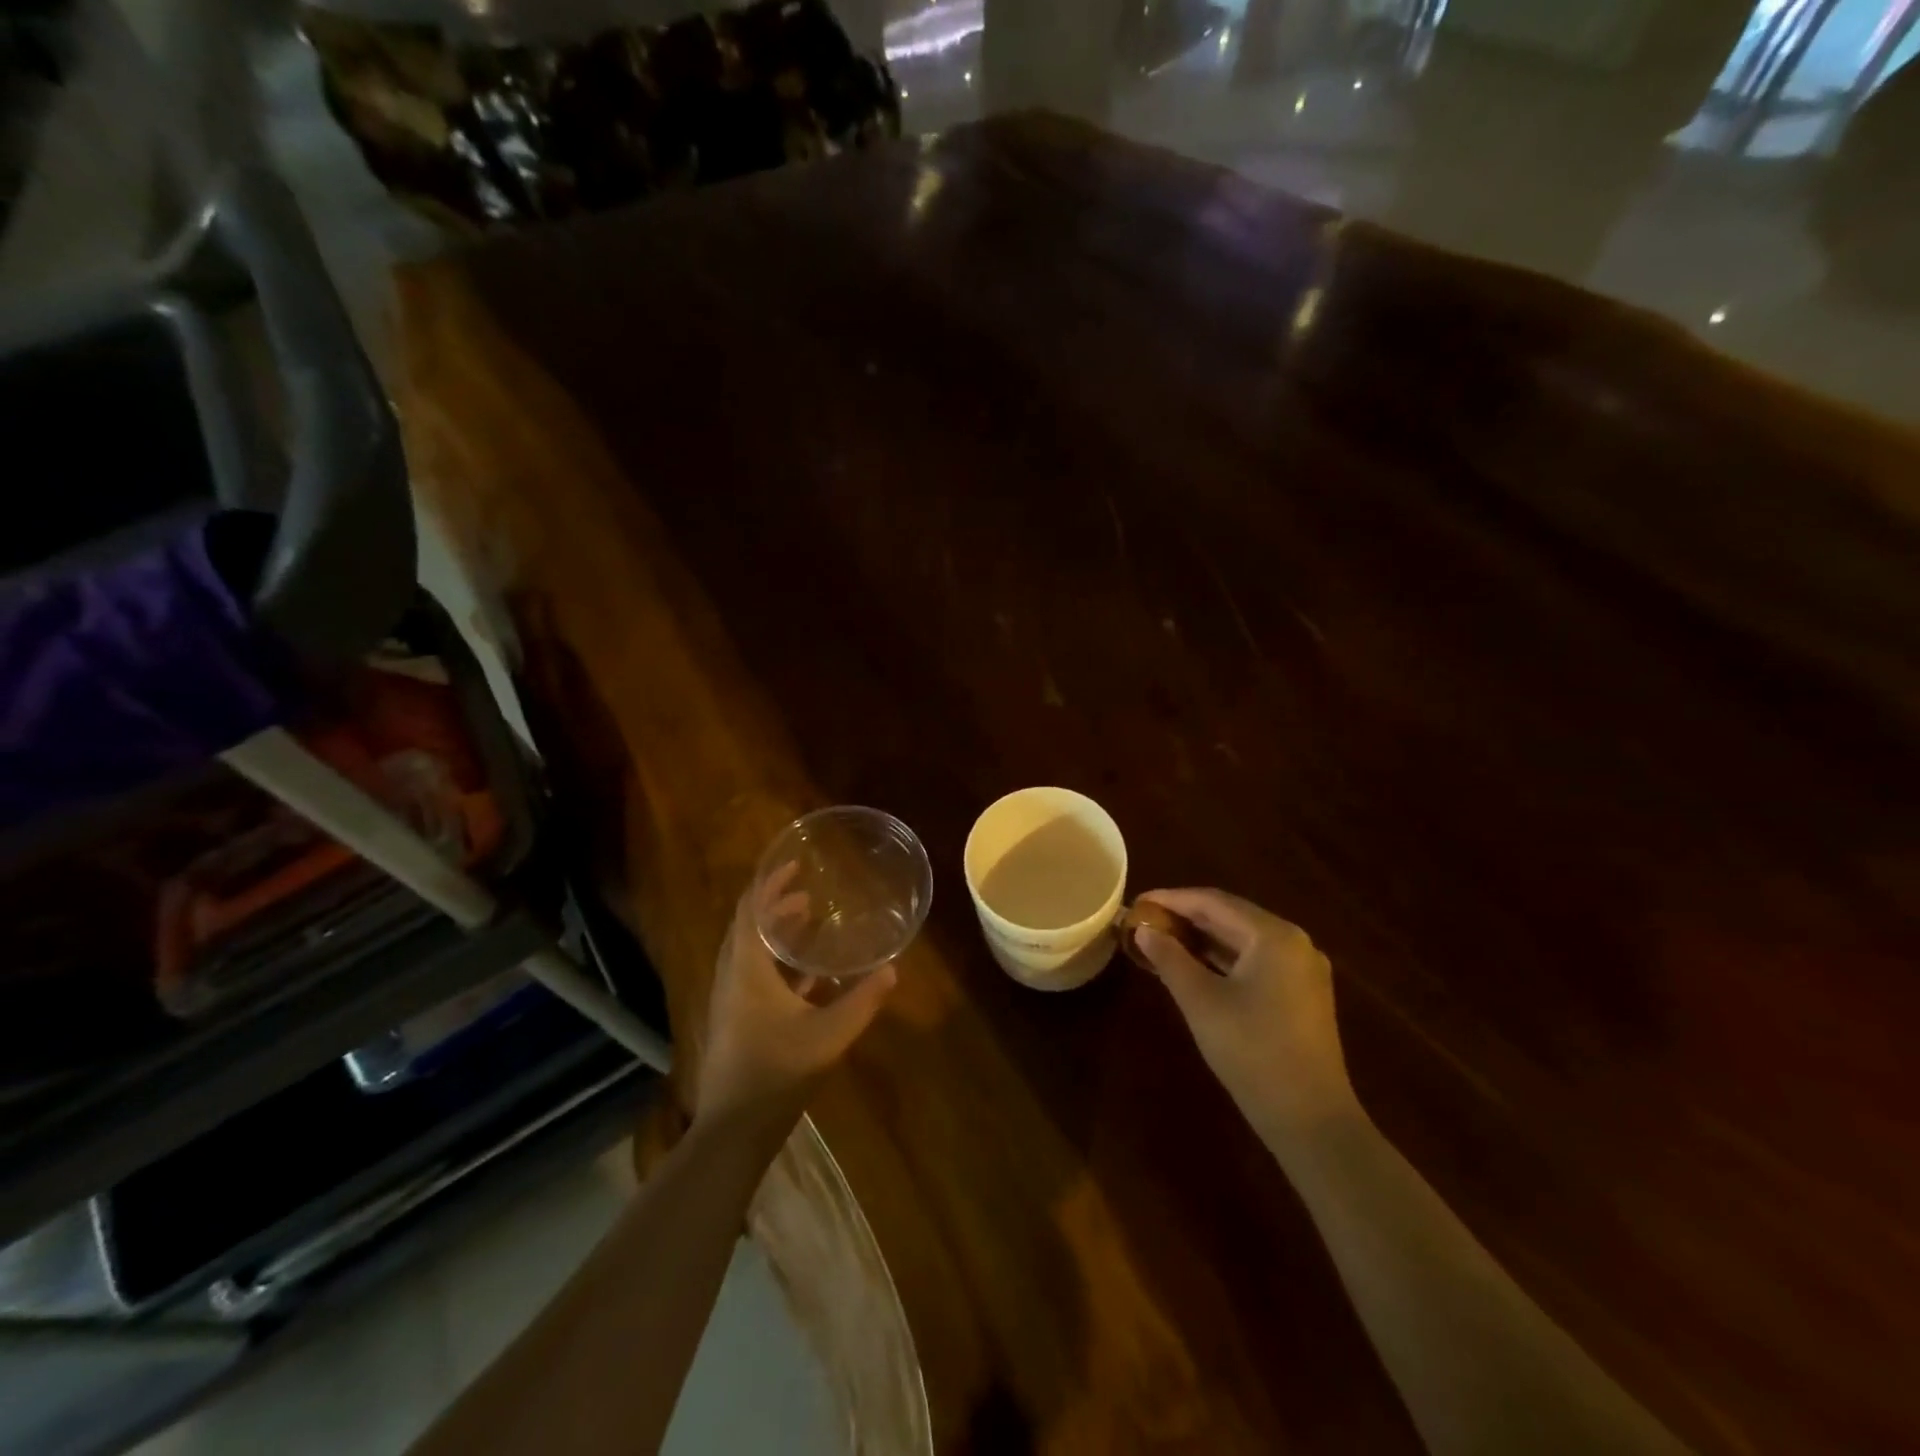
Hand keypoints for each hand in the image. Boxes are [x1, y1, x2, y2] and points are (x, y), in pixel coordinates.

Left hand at [694, 864, 897, 1134]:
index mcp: (746, 969)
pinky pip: (754, 975)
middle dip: (776, 904)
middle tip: (808, 891)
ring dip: (776, 932)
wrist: (733, 1130)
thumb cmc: (776, 1073)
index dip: (769, 884)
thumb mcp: (829, 1035)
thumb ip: (862, 1001)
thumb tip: (893, 969)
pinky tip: (808, 975)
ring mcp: (731, 1001)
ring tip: (809, 920)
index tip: (794, 865)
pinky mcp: (736, 1021)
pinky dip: (777, 962)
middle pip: (748, 927)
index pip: (751, 911)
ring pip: (750, 952)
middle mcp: (733, 977)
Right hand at [1132, 888, 1359, 1148]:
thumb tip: (1143, 931)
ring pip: (1242, 940)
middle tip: (1145, 920)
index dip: (1171, 899)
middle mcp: (1294, 943)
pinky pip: (1255, 962)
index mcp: (1274, 935)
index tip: (1136, 903)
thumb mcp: (1201, 1001)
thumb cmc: (1252, 1052)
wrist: (1311, 1120)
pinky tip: (1193, 965)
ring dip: (1202, 938)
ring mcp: (1302, 970)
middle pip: (1231, 917)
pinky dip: (1222, 959)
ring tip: (1161, 939)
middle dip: (1185, 917)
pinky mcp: (1302, 995)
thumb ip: (1169, 958)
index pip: (1213, 902)